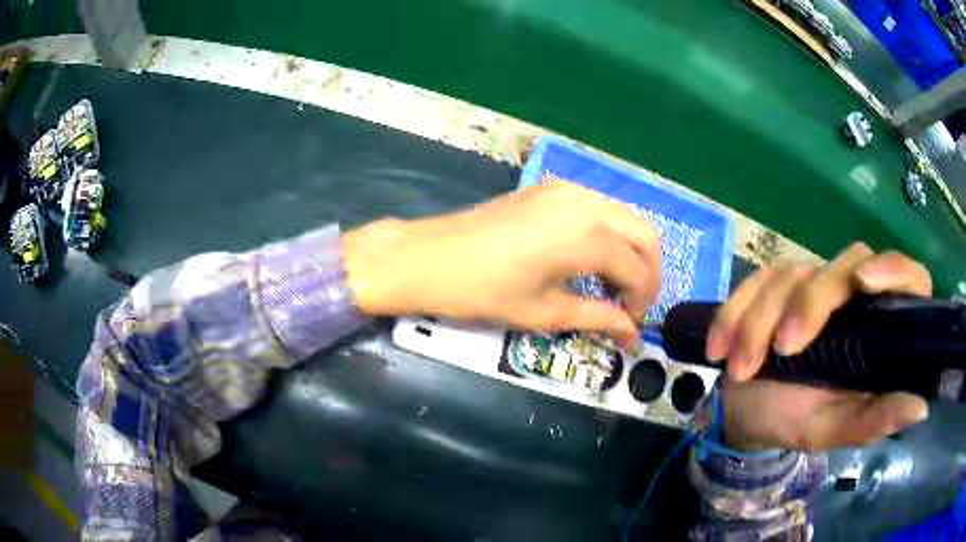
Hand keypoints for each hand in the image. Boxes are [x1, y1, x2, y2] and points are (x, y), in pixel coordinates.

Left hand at [343, 181, 660, 347]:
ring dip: (630, 254)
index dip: (641, 304)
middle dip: (648, 274)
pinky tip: (590, 262)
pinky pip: (600, 209)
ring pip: (626, 219)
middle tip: (631, 307)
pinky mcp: (552, 188)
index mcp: (589, 236)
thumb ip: (597, 317)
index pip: (639, 271)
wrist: (429, 257)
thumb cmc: (483, 291)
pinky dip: (609, 236)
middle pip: (646, 235)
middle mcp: (588, 203)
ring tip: (610, 289)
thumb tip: (632, 335)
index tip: (630, 328)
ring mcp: (569, 189)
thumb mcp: (545, 312)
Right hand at [706, 243, 930, 450]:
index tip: (864, 282)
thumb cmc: (796, 421)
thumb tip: (921, 405)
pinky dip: (735, 313)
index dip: (892, 270)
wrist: (746, 415)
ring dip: (762, 320)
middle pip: (846, 266)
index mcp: (879, 328)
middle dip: (811, 304)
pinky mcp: (774, 283)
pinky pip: (755, 281)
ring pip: (794, 273)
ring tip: (741, 369)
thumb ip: (874, 420)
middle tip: (785, 350)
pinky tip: (720, 348)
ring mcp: (813, 283)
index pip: (906, 277)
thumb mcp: (833, 429)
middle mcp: (853, 296)